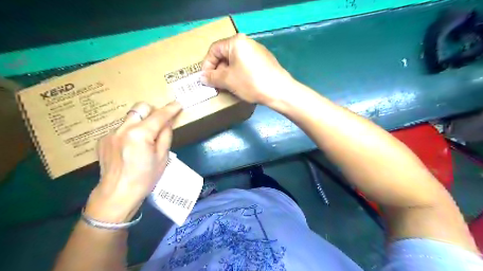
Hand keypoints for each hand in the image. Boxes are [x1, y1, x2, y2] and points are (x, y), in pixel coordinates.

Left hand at [84, 101, 181, 222]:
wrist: (116, 194)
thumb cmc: (145, 178)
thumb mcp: (162, 157)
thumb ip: (165, 136)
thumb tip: (167, 123)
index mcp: (140, 135)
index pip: (159, 116)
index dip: (170, 109)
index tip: (178, 104)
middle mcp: (123, 129)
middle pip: (140, 107)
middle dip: (152, 111)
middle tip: (160, 122)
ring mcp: (110, 134)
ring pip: (130, 117)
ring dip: (141, 122)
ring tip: (145, 138)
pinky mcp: (103, 140)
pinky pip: (121, 129)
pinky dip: (130, 132)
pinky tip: (131, 147)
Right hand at [201, 33, 291, 105]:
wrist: (279, 91)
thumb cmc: (251, 82)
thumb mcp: (228, 80)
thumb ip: (212, 77)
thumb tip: (202, 77)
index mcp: (236, 42)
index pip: (214, 50)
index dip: (207, 65)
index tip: (206, 79)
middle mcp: (247, 42)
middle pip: (225, 54)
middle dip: (218, 70)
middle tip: (216, 84)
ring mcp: (257, 51)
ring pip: (236, 61)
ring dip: (228, 73)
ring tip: (227, 86)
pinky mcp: (264, 61)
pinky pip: (246, 65)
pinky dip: (239, 73)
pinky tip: (241, 85)